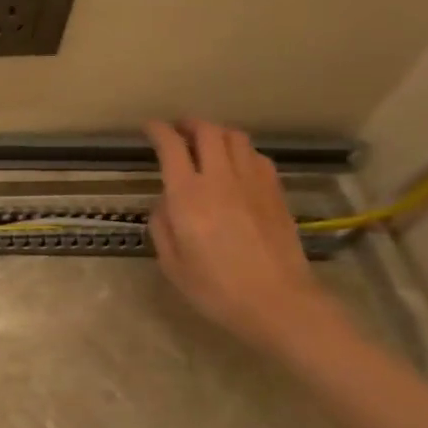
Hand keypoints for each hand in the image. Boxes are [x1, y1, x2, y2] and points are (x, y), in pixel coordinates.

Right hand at [145, 119, 341, 352]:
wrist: (279, 303)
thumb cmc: (216, 289)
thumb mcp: (171, 263)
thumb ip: (162, 226)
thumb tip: (166, 203)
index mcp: (188, 196)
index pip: (171, 147)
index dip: (158, 131)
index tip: (149, 128)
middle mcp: (221, 179)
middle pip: (208, 131)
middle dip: (190, 124)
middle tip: (178, 131)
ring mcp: (254, 183)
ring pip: (236, 138)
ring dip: (218, 134)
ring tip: (207, 144)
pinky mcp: (276, 193)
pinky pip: (257, 157)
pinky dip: (241, 152)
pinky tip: (236, 167)